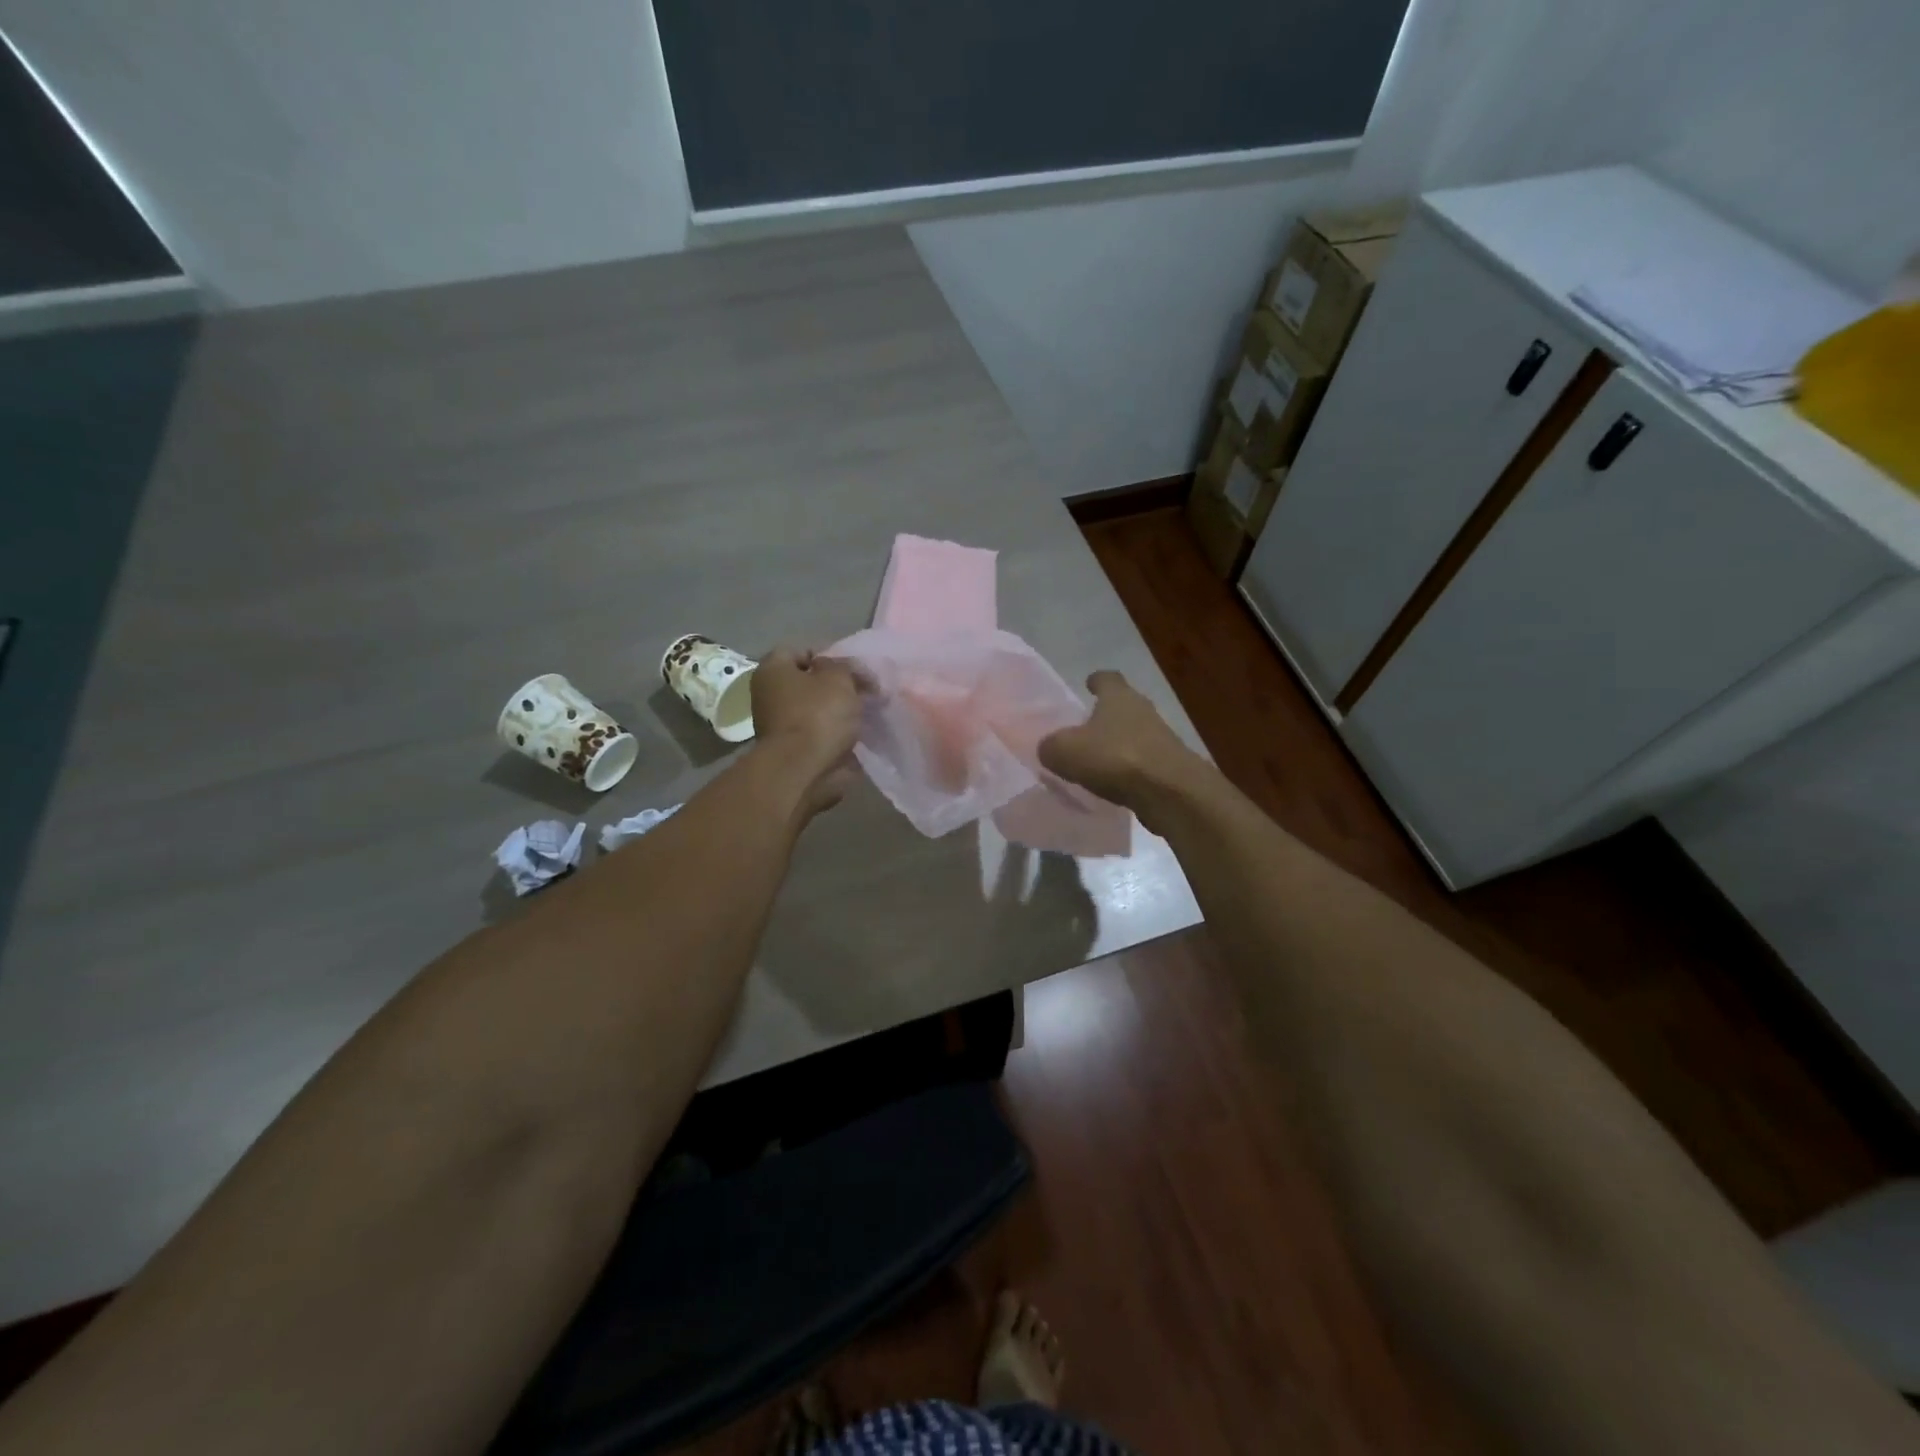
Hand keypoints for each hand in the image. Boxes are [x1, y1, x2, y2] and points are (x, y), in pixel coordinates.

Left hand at [750, 648, 867, 818]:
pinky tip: (859, 734)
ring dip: (840, 711)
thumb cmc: (817, 715)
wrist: (803, 771)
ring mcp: (780, 726)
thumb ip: (846, 666)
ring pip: (817, 710)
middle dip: (838, 686)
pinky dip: (838, 734)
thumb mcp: (839, 678)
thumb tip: (846, 671)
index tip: (854, 668)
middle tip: (865, 690)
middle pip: (810, 682)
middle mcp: (770, 696)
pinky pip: (821, 734)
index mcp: (773, 671)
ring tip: (868, 712)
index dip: (829, 655)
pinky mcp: (794, 751)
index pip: (801, 651)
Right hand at [1038, 670, 1198, 822]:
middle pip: (1122, 706)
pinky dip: (1128, 771)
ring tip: (1095, 762)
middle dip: (1105, 716)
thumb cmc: (1116, 758)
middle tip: (1085, 729)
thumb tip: (1048, 748)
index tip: (1088, 685)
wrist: (1171, 792)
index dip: (1096, 681)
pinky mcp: (1170, 766)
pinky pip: (1142, 763)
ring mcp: (1161, 738)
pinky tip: (1113, 785)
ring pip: (1133, 735)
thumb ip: (1050, 746)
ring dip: (1117, 745)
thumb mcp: (1066, 751)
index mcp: (1118, 696)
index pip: (1107, 678)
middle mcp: (1143, 710)